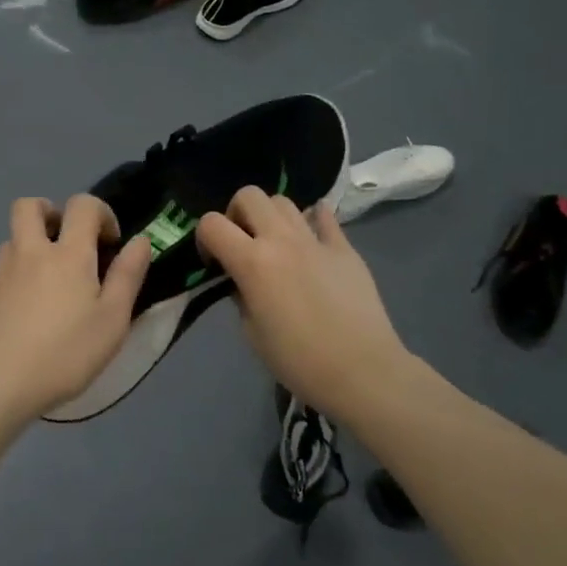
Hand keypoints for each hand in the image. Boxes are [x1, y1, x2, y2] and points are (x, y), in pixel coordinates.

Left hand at [0, 194, 152, 422]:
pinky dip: (1, 277)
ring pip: (9, 240)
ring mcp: (0, 274)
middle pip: (28, 206)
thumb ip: (128, 275)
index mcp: (69, 254)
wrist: (1, 385)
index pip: (82, 205)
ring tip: (42, 279)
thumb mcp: (113, 319)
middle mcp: (31, 253)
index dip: (100, 213)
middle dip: (49, 212)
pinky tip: (12, 299)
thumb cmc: (67, 353)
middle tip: (65, 241)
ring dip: (26, 248)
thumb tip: (140, 240)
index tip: (110, 243)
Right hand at [195, 188, 412, 418]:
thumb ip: (241, 297)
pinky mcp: (344, 248)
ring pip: (284, 201)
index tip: (213, 262)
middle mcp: (281, 240)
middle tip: (243, 243)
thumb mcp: (252, 333)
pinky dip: (313, 219)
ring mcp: (315, 240)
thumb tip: (243, 282)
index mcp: (252, 262)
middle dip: (237, 213)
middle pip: (249, 195)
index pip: (211, 224)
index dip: (204, 238)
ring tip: (276, 244)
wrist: (362, 370)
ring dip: (271, 216)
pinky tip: (311, 237)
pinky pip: (325, 217)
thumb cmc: (298, 360)